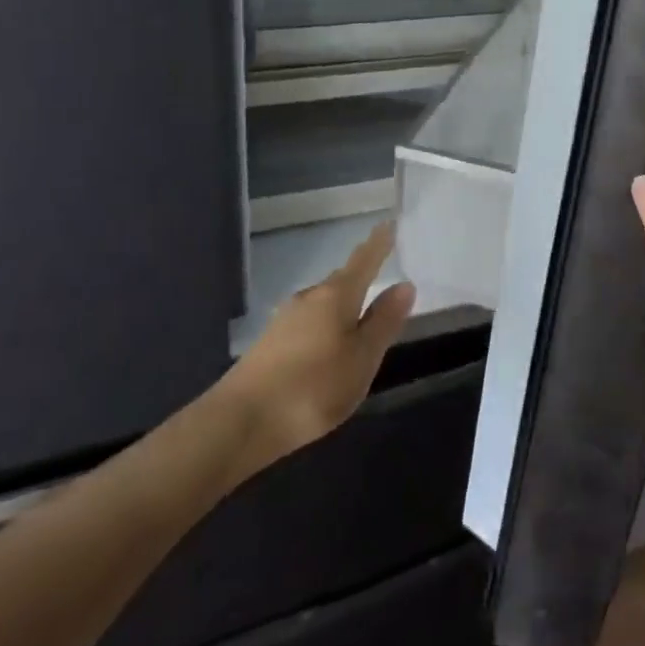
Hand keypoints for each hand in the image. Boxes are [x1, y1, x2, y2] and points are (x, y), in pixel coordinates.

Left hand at [224, 223, 415, 464]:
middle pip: (341, 280)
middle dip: (361, 275)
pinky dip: (325, 324)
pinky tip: (328, 345)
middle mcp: (309, 298)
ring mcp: (285, 320)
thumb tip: (404, 285)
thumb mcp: (362, 358)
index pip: (363, 260)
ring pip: (323, 302)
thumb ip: (384, 321)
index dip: (378, 243)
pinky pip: (308, 322)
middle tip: (380, 270)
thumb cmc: (313, 387)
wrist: (240, 421)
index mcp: (336, 296)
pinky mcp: (270, 344)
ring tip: (359, 313)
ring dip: (343, 303)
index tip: (388, 223)